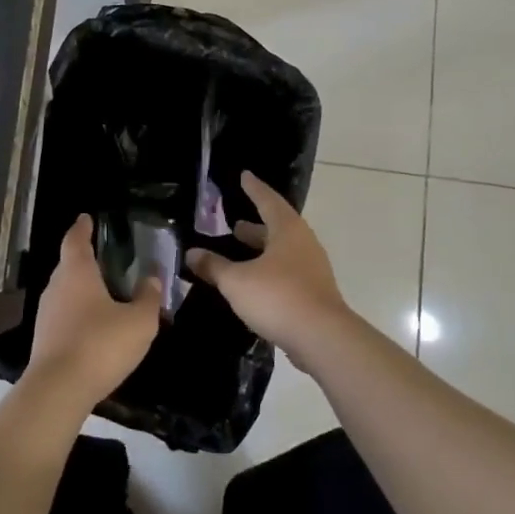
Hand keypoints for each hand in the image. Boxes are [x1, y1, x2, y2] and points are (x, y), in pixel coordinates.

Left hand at [24, 214, 161, 413]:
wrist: (58, 390)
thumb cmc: (100, 345)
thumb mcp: (139, 322)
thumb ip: (148, 298)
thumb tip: (152, 279)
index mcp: (77, 272)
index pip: (76, 239)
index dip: (82, 227)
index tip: (86, 218)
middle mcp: (56, 287)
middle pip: (68, 265)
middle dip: (84, 259)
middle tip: (105, 257)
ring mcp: (45, 314)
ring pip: (65, 291)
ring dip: (81, 289)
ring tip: (103, 292)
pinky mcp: (43, 339)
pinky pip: (63, 315)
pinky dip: (77, 313)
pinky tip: (93, 325)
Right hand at [186, 172, 350, 357]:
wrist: (322, 338)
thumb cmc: (278, 297)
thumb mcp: (236, 281)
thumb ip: (214, 266)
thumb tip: (192, 253)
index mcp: (287, 230)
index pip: (268, 200)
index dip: (254, 188)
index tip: (244, 175)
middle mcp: (303, 244)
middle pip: (277, 227)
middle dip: (255, 225)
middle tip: (234, 223)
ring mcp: (312, 269)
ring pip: (282, 252)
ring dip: (261, 250)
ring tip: (240, 251)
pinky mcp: (314, 293)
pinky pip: (287, 273)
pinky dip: (268, 271)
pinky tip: (253, 284)